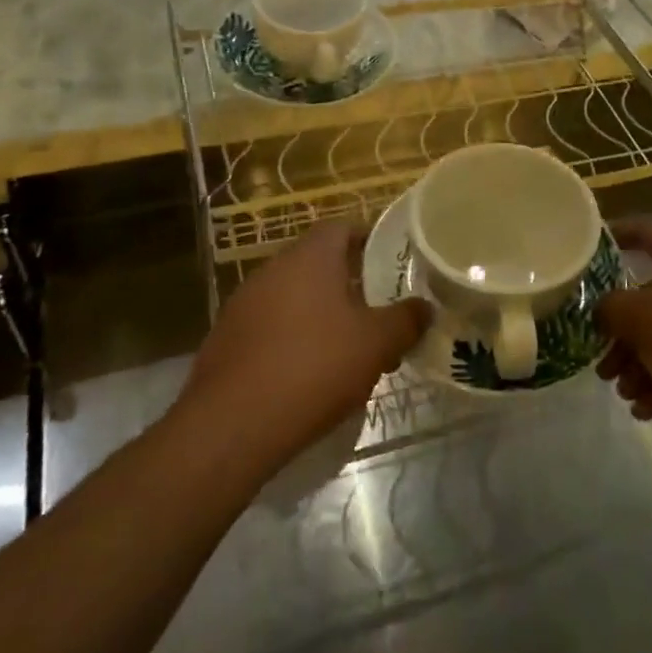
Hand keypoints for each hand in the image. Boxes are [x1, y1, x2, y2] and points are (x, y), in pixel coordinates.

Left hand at [176, 221, 429, 471]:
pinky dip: (292, 338)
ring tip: (348, 347)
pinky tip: (308, 373)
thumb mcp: (376, 344)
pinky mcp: (226, 338)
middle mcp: (273, 268)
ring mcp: (244, 302)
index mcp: (310, 257)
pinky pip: (270, 325)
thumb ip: (405, 320)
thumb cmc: (314, 367)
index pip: (342, 228)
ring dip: (320, 313)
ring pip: (293, 296)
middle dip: (349, 283)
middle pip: (318, 263)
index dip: (369, 240)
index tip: (392, 262)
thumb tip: (425, 307)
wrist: (231, 424)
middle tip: (377, 310)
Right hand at [596, 217, 651, 444]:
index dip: (616, 235)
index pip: (645, 230)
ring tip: (624, 393)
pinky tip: (647, 410)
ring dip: (642, 362)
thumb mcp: (642, 318)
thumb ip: (610, 308)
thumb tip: (602, 310)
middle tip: (602, 360)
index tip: (589, 250)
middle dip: (622, 329)